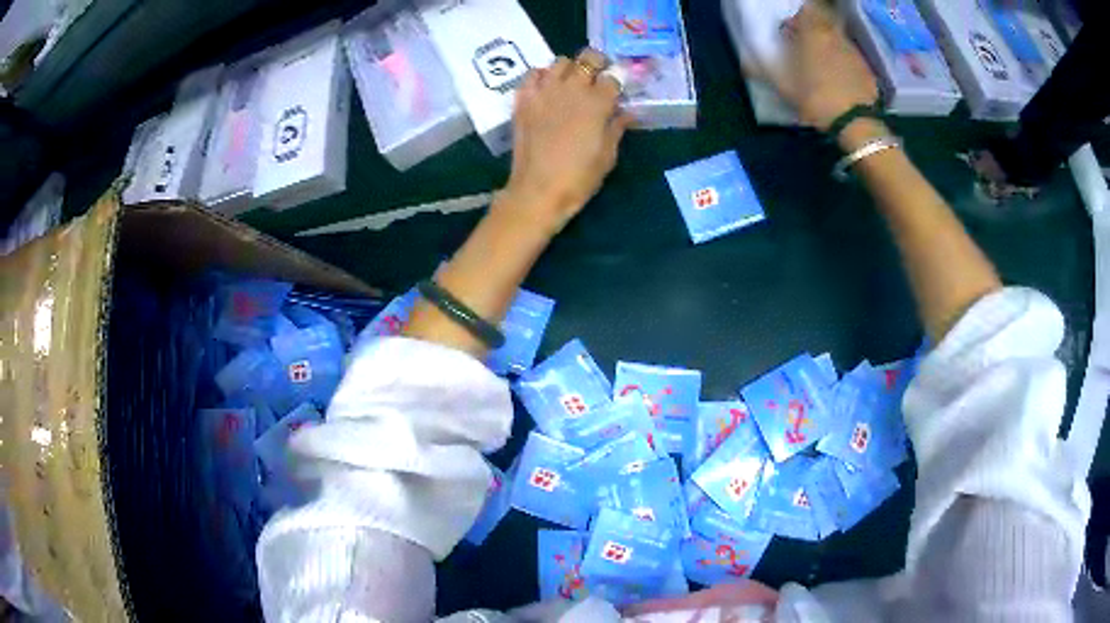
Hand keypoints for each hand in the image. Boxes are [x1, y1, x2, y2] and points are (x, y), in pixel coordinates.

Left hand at [503, 48, 633, 233]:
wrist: (538, 190)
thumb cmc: (579, 177)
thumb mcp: (608, 155)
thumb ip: (617, 127)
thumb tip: (626, 113)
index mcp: (597, 102)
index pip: (613, 77)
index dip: (617, 81)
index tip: (617, 90)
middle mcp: (572, 89)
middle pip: (588, 58)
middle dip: (597, 63)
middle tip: (597, 76)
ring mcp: (545, 91)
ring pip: (560, 61)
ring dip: (570, 68)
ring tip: (571, 82)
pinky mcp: (524, 100)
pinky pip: (533, 75)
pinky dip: (542, 76)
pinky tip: (547, 89)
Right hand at [768, 2, 878, 131]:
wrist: (856, 123)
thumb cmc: (815, 98)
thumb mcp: (783, 86)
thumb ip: (764, 69)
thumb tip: (746, 63)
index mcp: (813, 32)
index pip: (806, 11)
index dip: (798, 20)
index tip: (791, 33)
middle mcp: (835, 35)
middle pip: (824, 24)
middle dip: (814, 33)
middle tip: (806, 51)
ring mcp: (854, 52)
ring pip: (839, 41)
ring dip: (830, 49)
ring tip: (824, 70)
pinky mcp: (868, 70)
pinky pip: (852, 60)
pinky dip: (845, 66)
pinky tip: (841, 83)